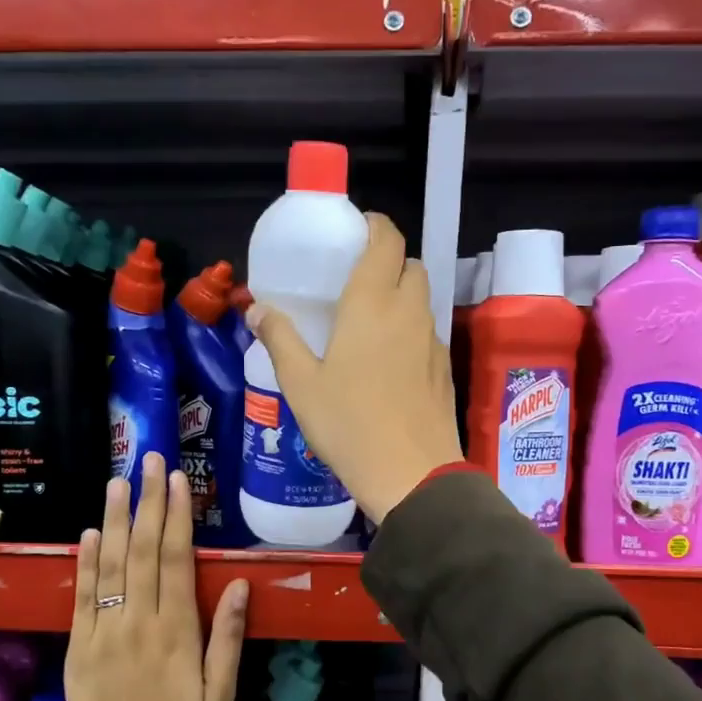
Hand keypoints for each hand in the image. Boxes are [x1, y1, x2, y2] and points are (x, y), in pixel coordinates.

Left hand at [65, 453, 249, 700]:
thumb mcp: (220, 697)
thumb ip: (227, 638)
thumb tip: (238, 585)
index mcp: (175, 633)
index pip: (176, 560)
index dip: (177, 516)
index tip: (178, 480)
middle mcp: (136, 623)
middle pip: (141, 551)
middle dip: (146, 502)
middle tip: (149, 461)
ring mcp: (102, 634)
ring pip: (108, 565)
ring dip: (113, 520)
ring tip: (118, 482)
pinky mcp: (78, 649)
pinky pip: (80, 597)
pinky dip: (83, 563)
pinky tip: (88, 535)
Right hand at [247, 212, 462, 522]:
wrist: (411, 474)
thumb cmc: (348, 425)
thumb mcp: (301, 384)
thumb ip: (280, 339)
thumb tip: (258, 309)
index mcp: (372, 303)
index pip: (387, 239)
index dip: (374, 226)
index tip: (354, 232)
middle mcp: (409, 311)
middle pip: (410, 265)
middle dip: (388, 262)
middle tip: (357, 282)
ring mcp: (432, 341)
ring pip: (422, 300)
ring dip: (401, 297)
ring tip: (370, 323)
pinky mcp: (444, 370)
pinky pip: (428, 333)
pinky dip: (411, 331)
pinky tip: (389, 362)